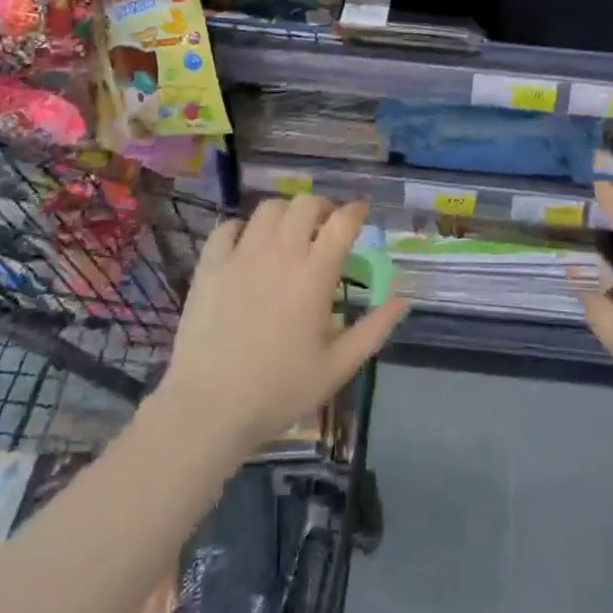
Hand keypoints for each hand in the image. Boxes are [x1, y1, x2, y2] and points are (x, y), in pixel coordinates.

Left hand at [156, 196, 408, 457]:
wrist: (209, 408)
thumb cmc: (279, 390)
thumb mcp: (338, 366)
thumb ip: (374, 328)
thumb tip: (403, 299)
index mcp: (314, 275)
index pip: (342, 222)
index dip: (356, 211)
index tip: (361, 213)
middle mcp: (280, 254)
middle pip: (305, 204)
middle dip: (322, 207)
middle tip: (326, 227)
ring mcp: (241, 256)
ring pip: (268, 208)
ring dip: (286, 214)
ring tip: (289, 234)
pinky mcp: (210, 266)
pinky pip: (228, 227)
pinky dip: (244, 228)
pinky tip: (248, 245)